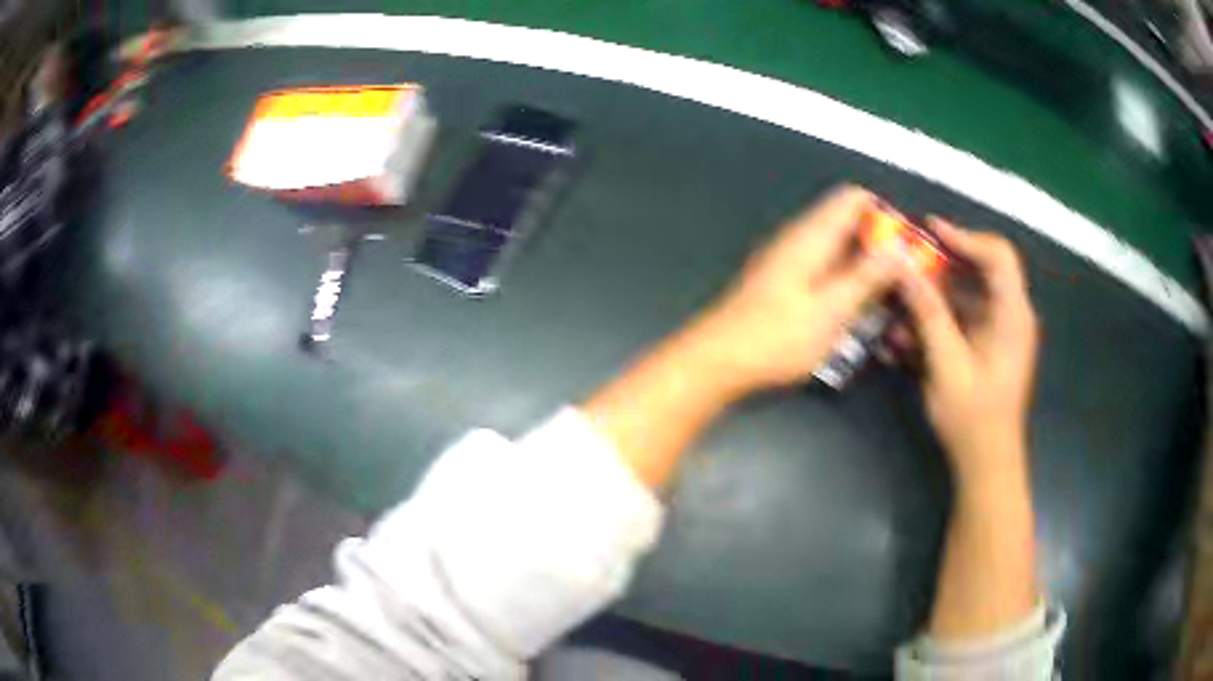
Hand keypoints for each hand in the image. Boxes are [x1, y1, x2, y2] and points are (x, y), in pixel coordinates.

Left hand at [679, 185, 895, 396]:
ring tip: (884, 301)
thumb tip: (899, 246)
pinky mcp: (783, 283)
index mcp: (811, 234)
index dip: (884, 214)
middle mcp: (799, 238)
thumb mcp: (832, 309)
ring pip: (837, 250)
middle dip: (879, 245)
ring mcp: (788, 260)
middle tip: (903, 281)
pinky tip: (854, 313)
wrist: (718, 360)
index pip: (853, 198)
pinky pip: (823, 271)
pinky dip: (843, 283)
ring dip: (863, 269)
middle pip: (847, 223)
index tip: (907, 247)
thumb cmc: (776, 337)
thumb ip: (867, 275)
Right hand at [896, 219, 1038, 482]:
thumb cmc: (973, 416)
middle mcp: (1012, 316)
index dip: (966, 237)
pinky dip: (939, 321)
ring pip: (969, 297)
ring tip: (900, 304)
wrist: (987, 463)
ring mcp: (1001, 333)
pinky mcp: (990, 348)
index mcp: (1013, 315)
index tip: (930, 231)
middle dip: (943, 265)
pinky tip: (908, 336)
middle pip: (982, 271)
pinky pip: (965, 321)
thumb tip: (904, 267)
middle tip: (909, 262)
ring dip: (935, 297)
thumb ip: (928, 312)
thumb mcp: (948, 363)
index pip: (998, 255)